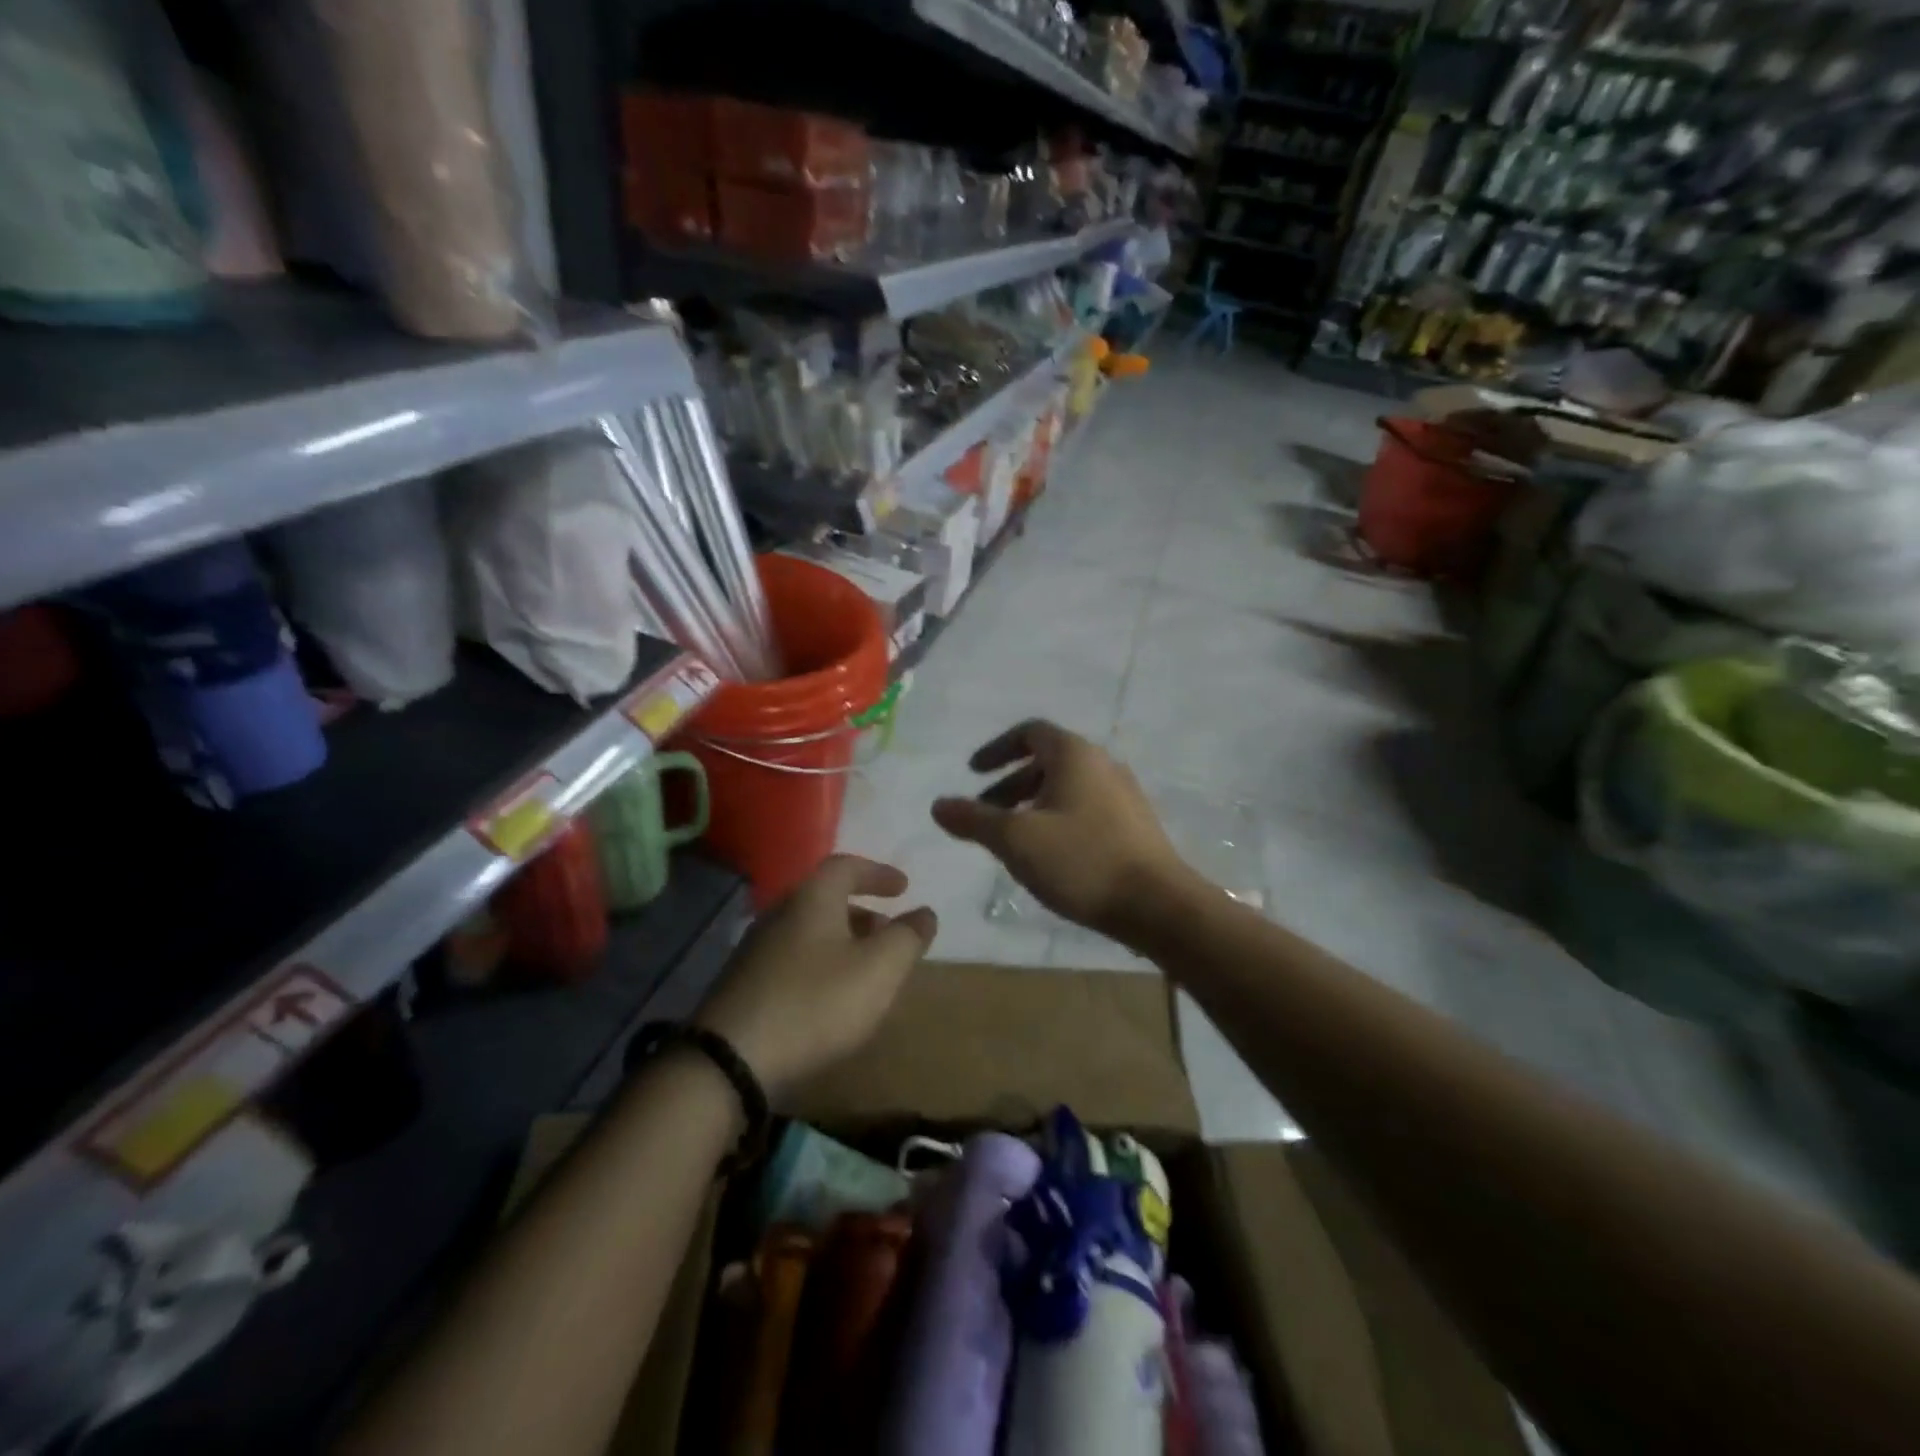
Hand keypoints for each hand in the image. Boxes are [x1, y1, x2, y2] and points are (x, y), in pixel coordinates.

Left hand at [694, 855, 936, 1101]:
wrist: (731, 1061)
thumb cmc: (816, 1003)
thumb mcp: (879, 970)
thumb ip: (907, 937)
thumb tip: (924, 913)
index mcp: (812, 899)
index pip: (846, 866)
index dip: (878, 873)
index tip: (903, 888)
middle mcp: (780, 913)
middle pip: (825, 898)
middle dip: (862, 911)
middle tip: (888, 931)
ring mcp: (756, 949)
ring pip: (809, 930)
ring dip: (842, 940)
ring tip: (866, 968)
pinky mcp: (744, 983)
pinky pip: (793, 958)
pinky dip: (820, 963)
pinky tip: (830, 997)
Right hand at [931, 720, 1192, 943]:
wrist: (1158, 905)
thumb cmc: (1082, 861)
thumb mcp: (1016, 840)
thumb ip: (974, 819)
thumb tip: (938, 805)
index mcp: (1074, 755)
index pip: (1030, 732)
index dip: (997, 749)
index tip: (973, 772)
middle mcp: (1102, 764)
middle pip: (1047, 761)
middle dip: (1010, 785)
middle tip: (986, 814)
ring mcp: (1124, 795)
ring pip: (1067, 788)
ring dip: (1033, 805)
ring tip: (1013, 841)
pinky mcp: (1135, 825)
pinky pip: (1086, 809)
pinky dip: (1058, 820)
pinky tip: (1050, 857)